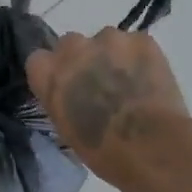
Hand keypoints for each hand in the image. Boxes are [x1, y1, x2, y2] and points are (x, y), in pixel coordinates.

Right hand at [26, 29, 189, 191]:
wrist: (152, 147)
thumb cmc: (105, 152)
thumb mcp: (66, 130)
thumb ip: (62, 101)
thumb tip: (73, 96)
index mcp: (48, 73)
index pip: (39, 60)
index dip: (55, 73)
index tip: (67, 88)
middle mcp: (73, 48)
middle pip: (71, 44)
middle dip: (83, 60)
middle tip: (100, 85)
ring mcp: (109, 39)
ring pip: (106, 41)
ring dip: (113, 57)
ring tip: (131, 83)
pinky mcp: (141, 40)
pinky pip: (136, 44)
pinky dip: (141, 58)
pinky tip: (151, 81)